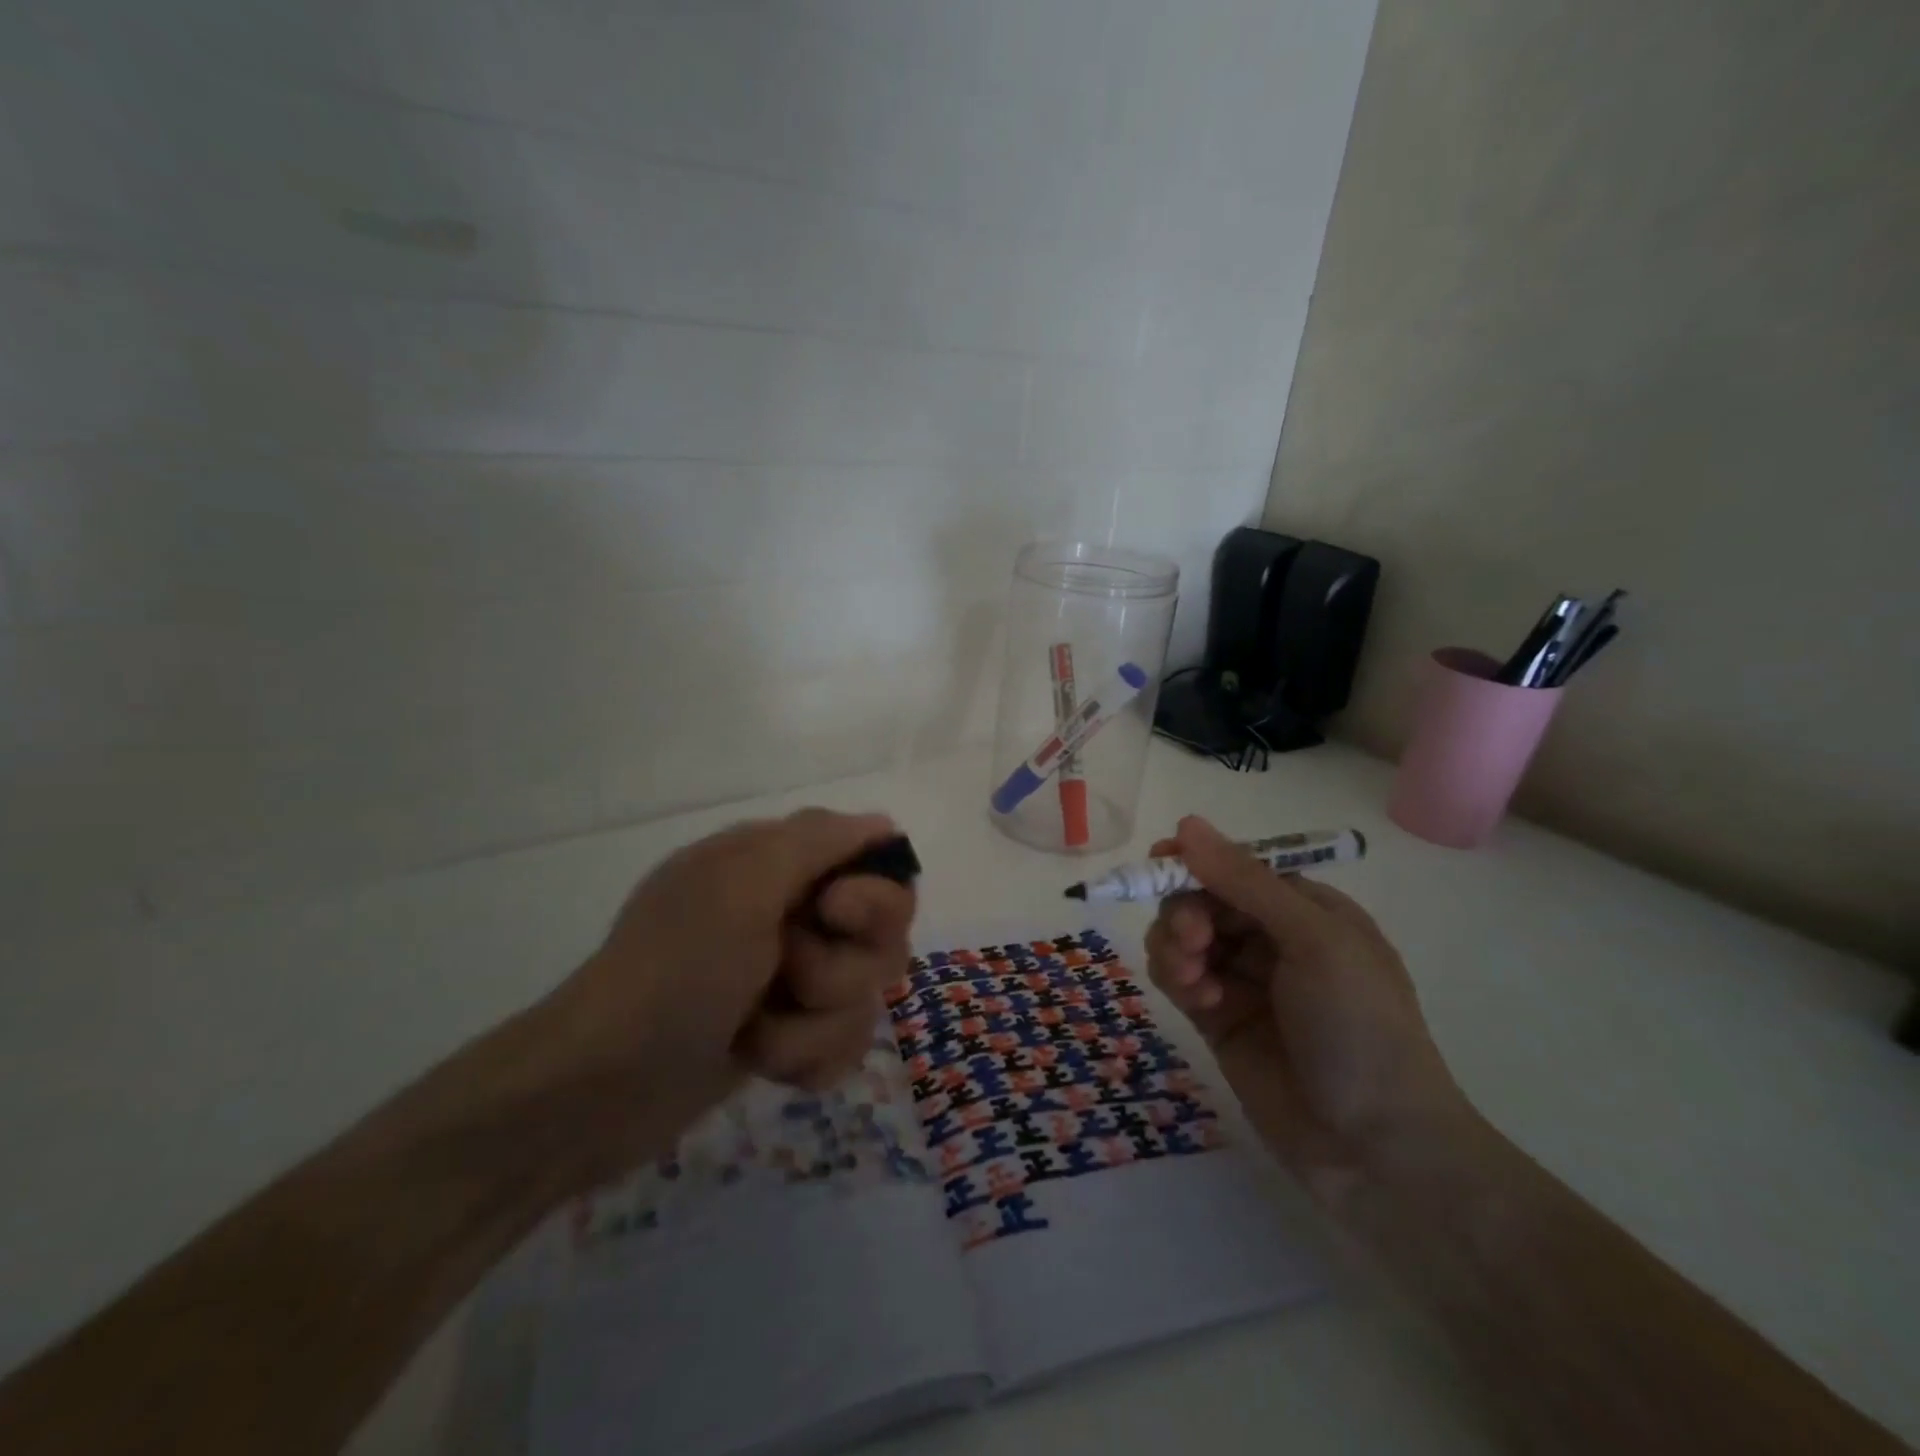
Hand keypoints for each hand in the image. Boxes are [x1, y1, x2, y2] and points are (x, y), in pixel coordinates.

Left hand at [531, 809, 914, 1187]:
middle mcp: (792, 914)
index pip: (876, 867)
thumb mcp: (742, 884)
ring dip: (812, 1025)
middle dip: (840, 970)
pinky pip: (842, 1044)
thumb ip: (817, 841)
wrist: (602, 1088)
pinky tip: (760, 1063)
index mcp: (778, 865)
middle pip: (882, 938)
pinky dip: (804, 1059)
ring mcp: (790, 979)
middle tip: (788, 976)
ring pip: (863, 998)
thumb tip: (883, 824)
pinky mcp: (788, 1035)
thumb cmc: (675, 970)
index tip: (833, 913)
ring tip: (755, 1032)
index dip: (873, 896)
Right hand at [1144, 816, 1470, 1200]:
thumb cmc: (1360, 1027)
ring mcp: (1244, 981)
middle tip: (1190, 940)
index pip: (1238, 867)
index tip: (1157, 864)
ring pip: (1183, 938)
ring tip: (1192, 978)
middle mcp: (1273, 938)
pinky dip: (1177, 979)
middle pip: (1203, 900)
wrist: (1376, 1148)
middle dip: (1186, 912)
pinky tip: (1197, 1000)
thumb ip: (1245, 881)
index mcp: (1307, 910)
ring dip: (1176, 947)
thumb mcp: (1313, 940)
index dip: (1197, 862)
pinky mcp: (1219, 1020)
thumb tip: (1186, 824)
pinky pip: (1180, 978)